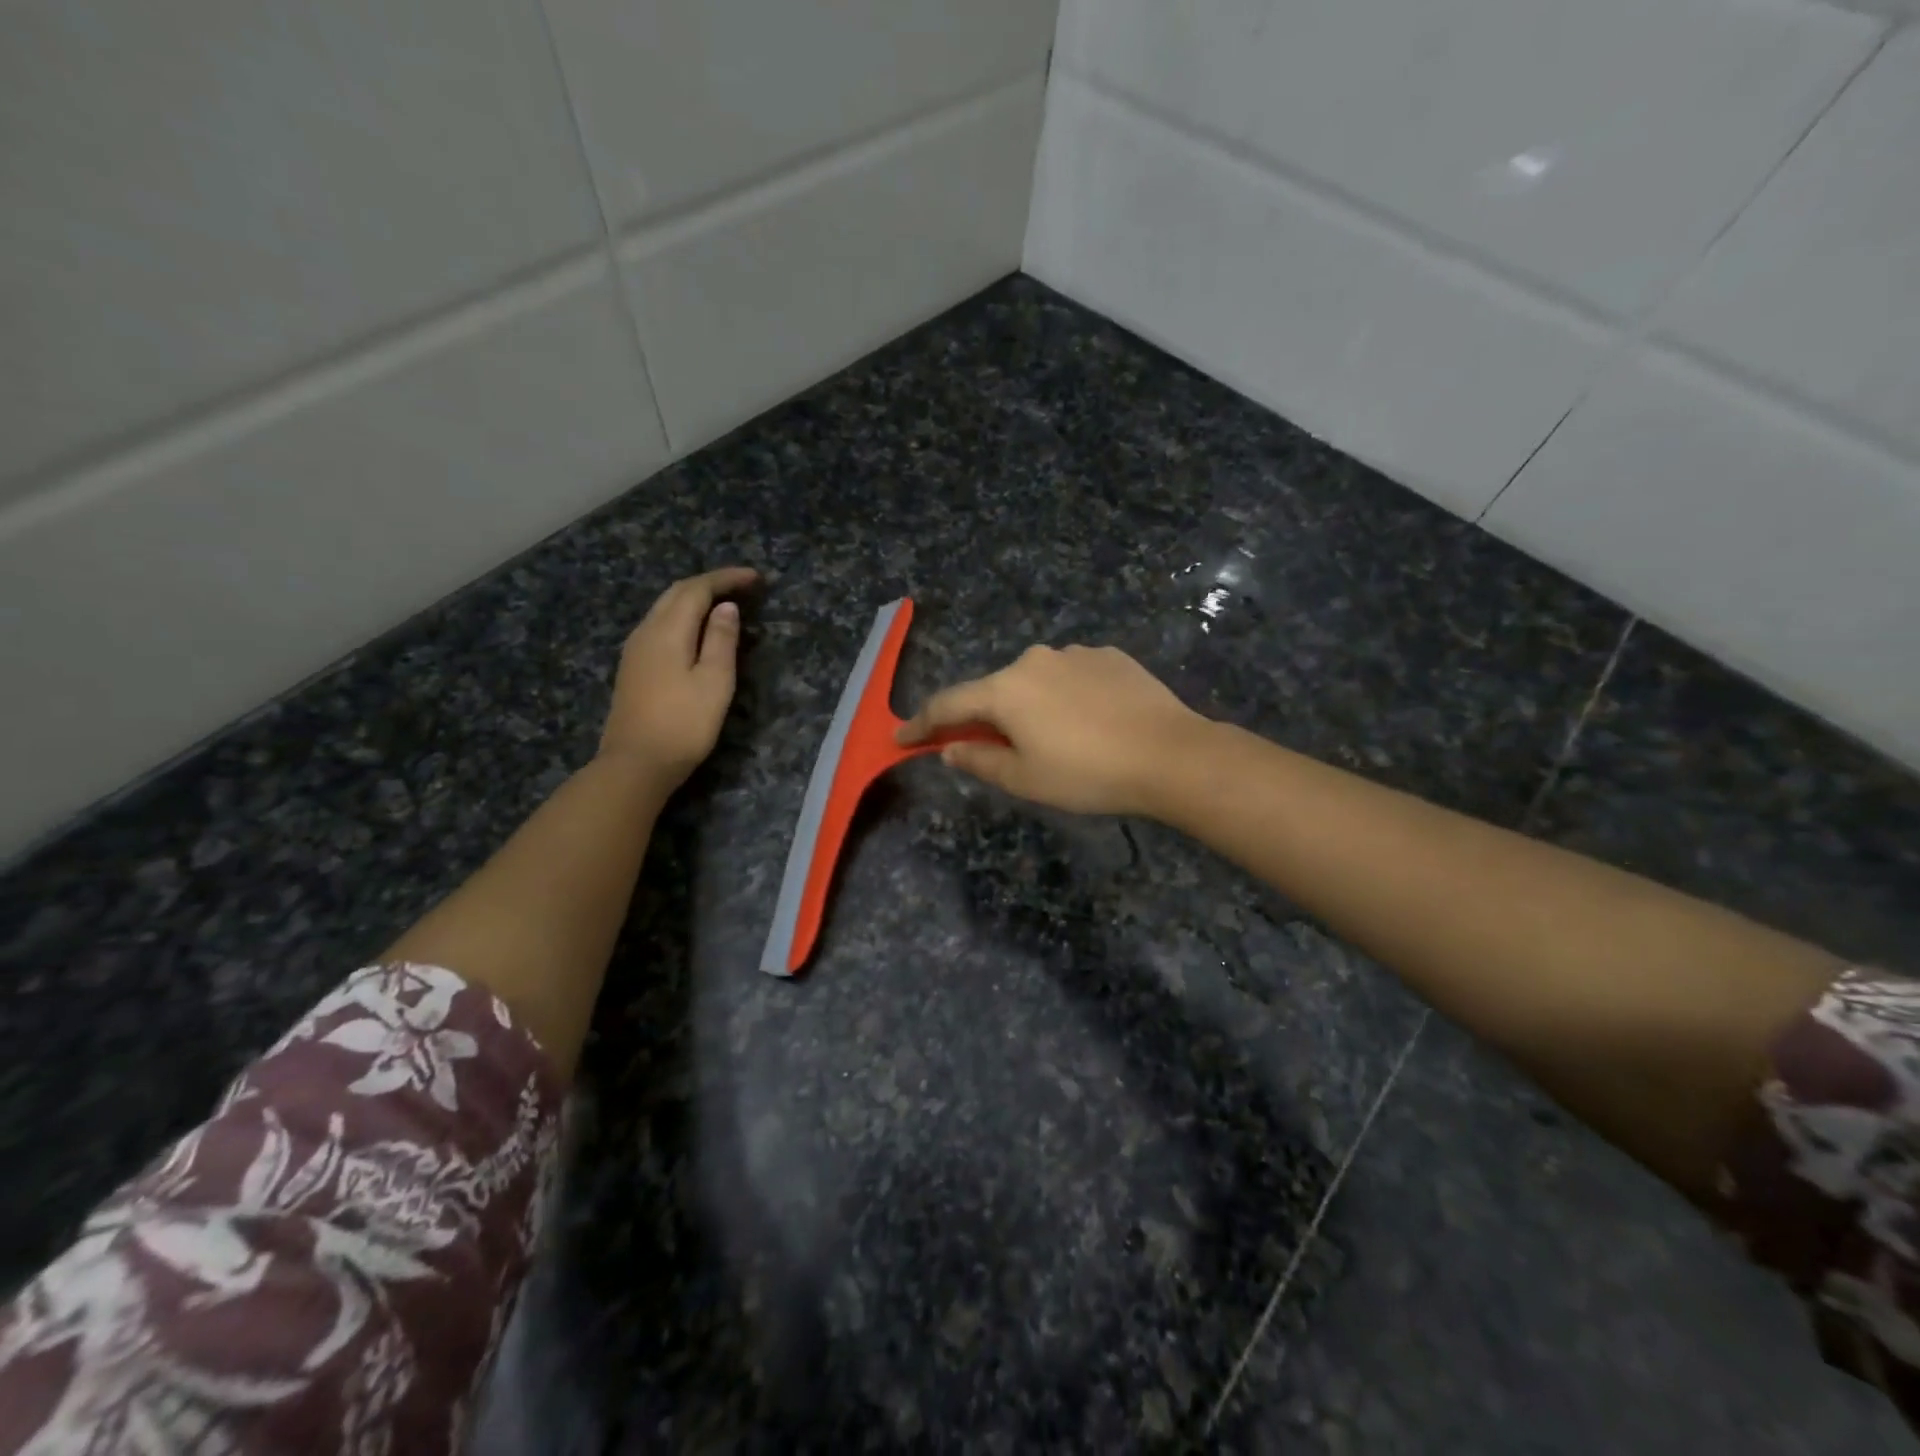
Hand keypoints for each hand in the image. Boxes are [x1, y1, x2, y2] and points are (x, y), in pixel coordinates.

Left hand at [599, 567, 756, 788]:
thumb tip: (725, 607)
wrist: (636, 764)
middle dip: (709, 584)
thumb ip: (721, 640)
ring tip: (724, 604)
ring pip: (665, 609)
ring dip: (695, 599)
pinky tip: (697, 631)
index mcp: (667, 631)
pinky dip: (683, 617)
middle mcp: (646, 631)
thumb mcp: (714, 682)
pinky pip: (659, 626)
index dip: (726, 579)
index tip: (755, 578)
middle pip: (676, 593)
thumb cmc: (684, 724)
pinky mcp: (633, 668)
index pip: (696, 589)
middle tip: (742, 586)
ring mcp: (635, 650)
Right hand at [897, 644, 1202, 816]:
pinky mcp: (1109, 656)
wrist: (1169, 754)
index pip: (949, 703)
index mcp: (1006, 689)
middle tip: (992, 749)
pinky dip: (1066, 696)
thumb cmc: (1087, 774)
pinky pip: (1072, 676)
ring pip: (1036, 681)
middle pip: (995, 690)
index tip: (902, 737)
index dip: (922, 723)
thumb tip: (949, 748)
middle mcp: (1034, 660)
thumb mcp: (1025, 779)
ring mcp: (1075, 653)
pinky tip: (1089, 721)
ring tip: (1055, 739)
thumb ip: (979, 760)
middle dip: (985, 718)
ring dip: (1030, 706)